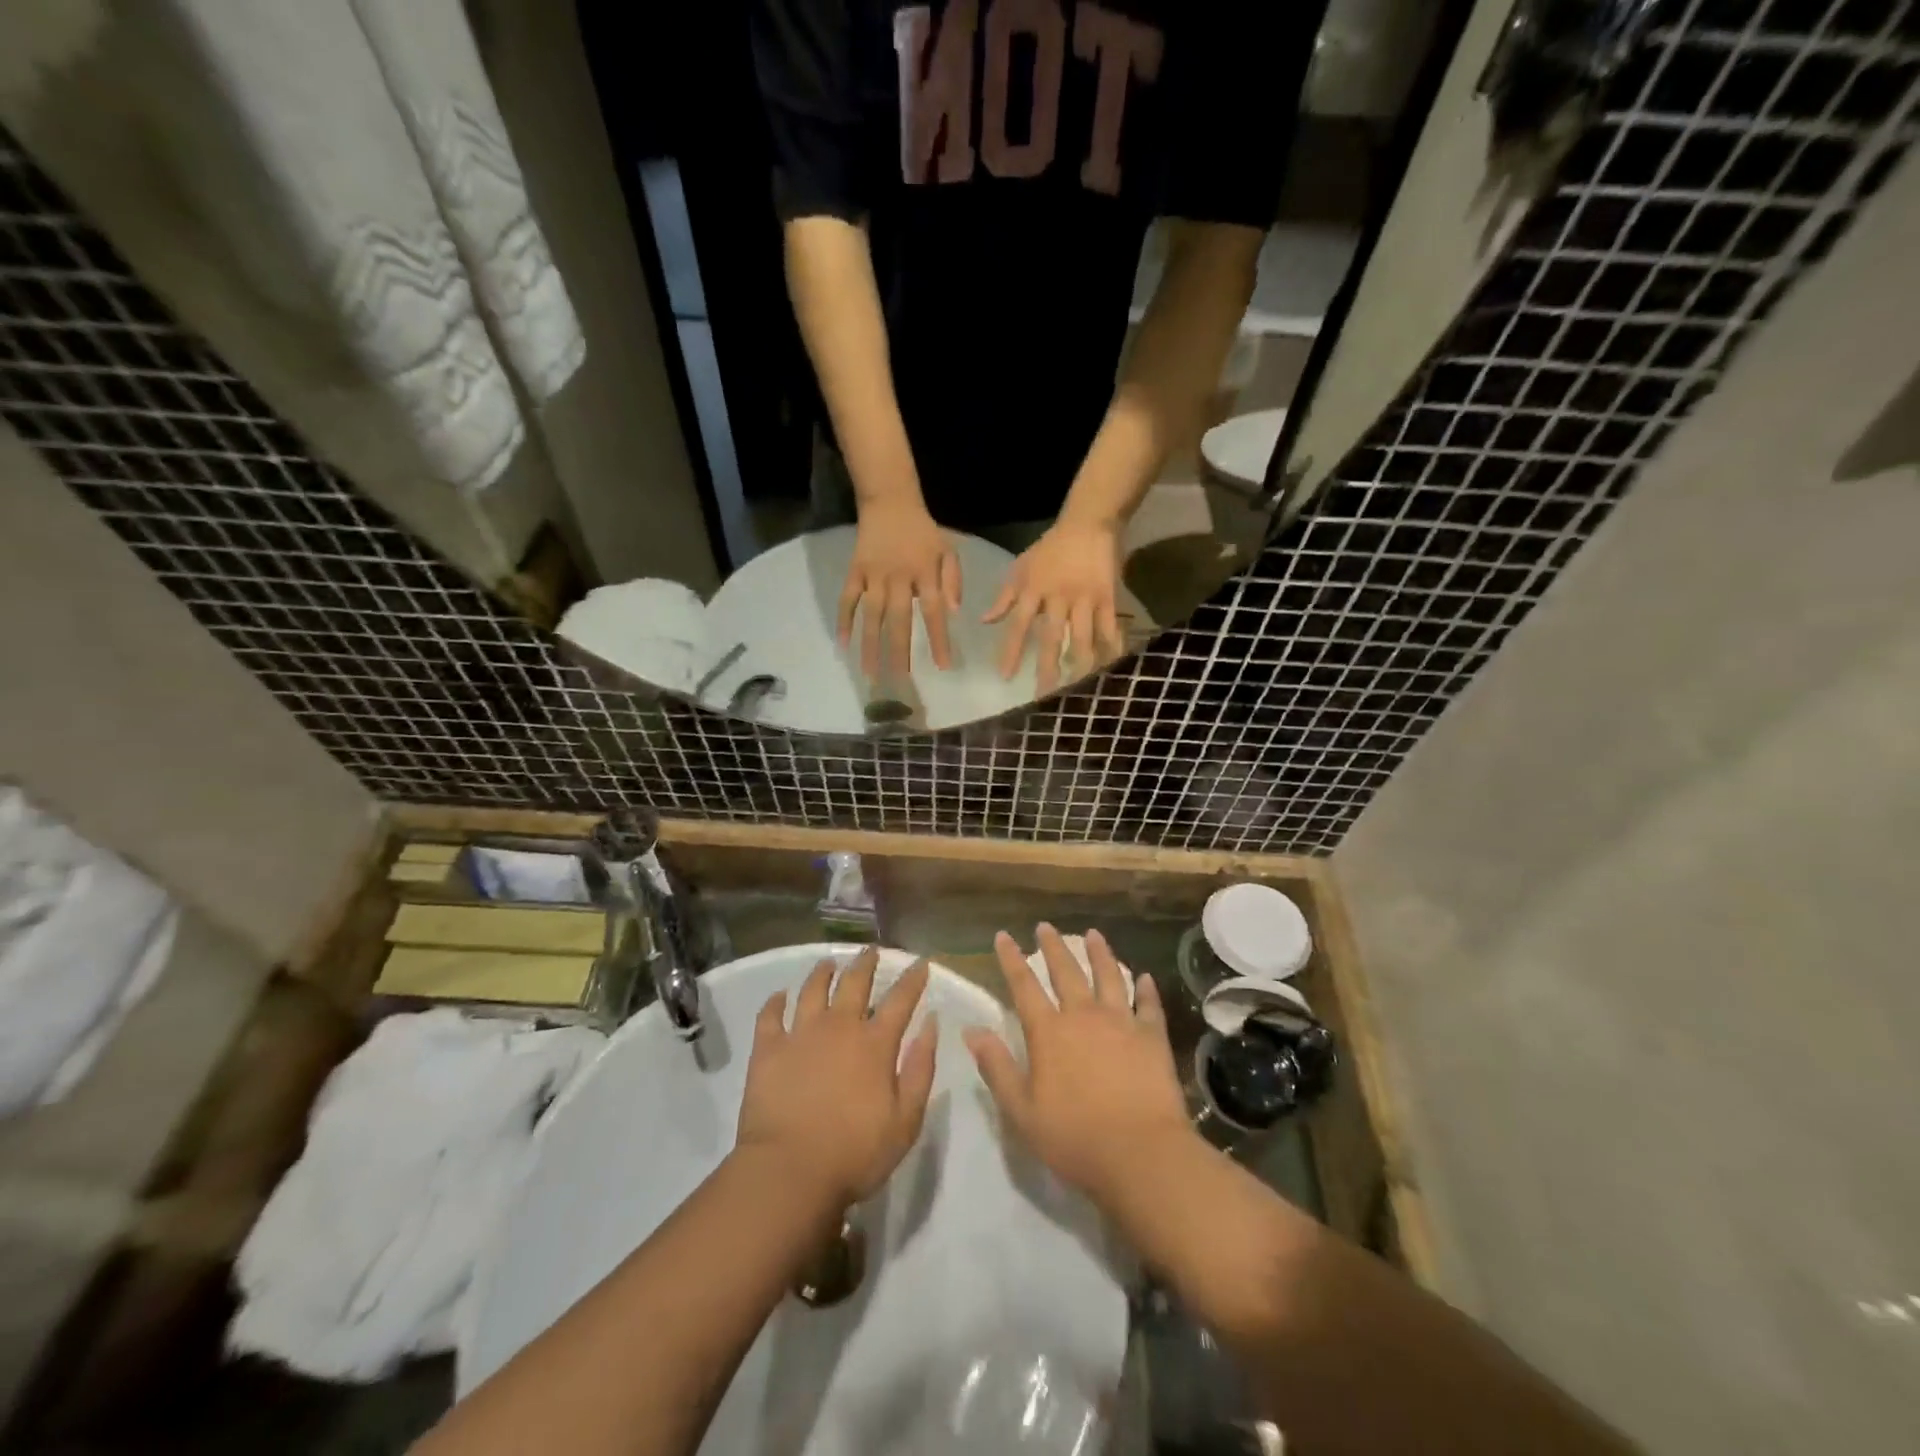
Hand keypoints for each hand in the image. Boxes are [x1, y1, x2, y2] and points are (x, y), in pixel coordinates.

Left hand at [737, 948, 938, 1207]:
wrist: (789, 1171)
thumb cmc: (855, 1153)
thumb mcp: (906, 1119)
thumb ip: (921, 1068)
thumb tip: (931, 1023)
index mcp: (875, 1043)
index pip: (901, 999)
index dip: (913, 978)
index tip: (921, 961)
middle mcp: (839, 1026)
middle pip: (854, 982)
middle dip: (866, 962)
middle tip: (871, 950)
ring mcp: (800, 1034)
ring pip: (812, 989)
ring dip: (822, 972)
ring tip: (828, 962)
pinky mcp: (768, 1049)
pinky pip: (770, 1015)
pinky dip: (775, 1002)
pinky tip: (779, 995)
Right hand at [839, 500, 960, 678]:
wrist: (890, 502)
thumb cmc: (924, 532)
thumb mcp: (949, 550)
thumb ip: (953, 580)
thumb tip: (954, 612)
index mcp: (925, 572)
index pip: (934, 611)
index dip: (939, 639)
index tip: (943, 666)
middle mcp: (899, 576)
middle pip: (899, 618)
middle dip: (899, 650)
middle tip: (899, 679)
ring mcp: (874, 574)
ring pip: (871, 614)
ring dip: (870, 644)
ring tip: (870, 672)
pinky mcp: (855, 571)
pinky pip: (848, 599)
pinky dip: (844, 620)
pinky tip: (842, 644)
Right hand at [964, 924, 1191, 1207]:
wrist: (1140, 1154)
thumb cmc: (1074, 1137)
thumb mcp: (1022, 1110)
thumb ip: (997, 1067)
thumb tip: (972, 1030)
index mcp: (1049, 1032)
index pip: (1024, 986)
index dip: (1011, 959)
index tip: (1004, 936)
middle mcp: (1083, 1016)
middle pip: (1066, 972)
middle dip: (1053, 947)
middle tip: (1046, 926)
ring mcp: (1121, 1022)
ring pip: (1108, 976)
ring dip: (1100, 953)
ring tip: (1094, 934)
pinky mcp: (1152, 1037)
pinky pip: (1149, 1005)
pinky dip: (1146, 989)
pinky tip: (1145, 977)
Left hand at [983, 516, 1125, 695]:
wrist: (1088, 522)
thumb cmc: (1051, 547)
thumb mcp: (1021, 567)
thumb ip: (1004, 597)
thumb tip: (984, 621)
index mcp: (1034, 590)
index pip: (1018, 625)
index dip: (1011, 651)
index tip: (1005, 676)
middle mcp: (1058, 597)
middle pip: (1051, 637)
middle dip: (1047, 667)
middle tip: (1044, 694)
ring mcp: (1085, 598)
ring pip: (1082, 636)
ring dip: (1079, 663)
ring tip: (1078, 686)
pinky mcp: (1107, 596)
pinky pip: (1109, 626)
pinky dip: (1110, 646)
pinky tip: (1110, 666)